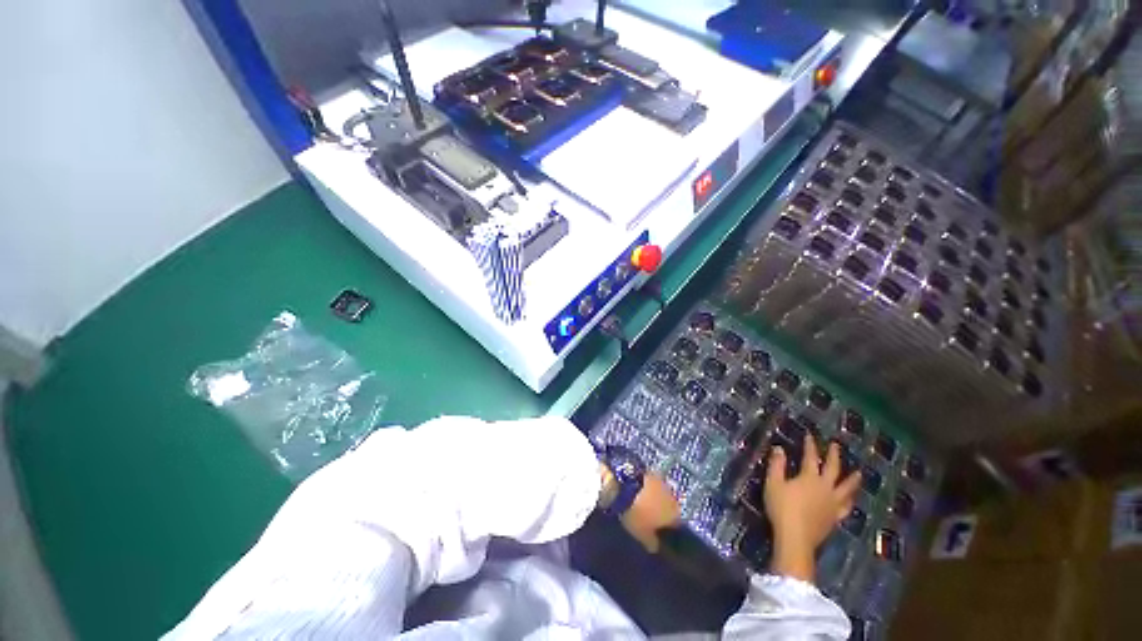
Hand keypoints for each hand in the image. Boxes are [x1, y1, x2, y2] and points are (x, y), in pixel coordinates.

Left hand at [619, 472, 680, 552]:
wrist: (623, 483)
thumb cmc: (636, 514)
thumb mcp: (642, 535)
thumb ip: (652, 543)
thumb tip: (656, 547)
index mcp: (675, 514)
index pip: (676, 524)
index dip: (667, 529)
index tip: (658, 531)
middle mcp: (672, 496)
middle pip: (669, 505)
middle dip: (661, 510)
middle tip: (648, 516)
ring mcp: (660, 480)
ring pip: (660, 492)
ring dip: (653, 497)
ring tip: (640, 503)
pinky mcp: (648, 469)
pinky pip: (649, 483)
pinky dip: (644, 487)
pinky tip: (635, 491)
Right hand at [764, 436, 860, 581]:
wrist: (796, 538)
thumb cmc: (782, 508)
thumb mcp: (773, 483)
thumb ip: (777, 465)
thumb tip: (779, 448)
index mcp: (810, 478)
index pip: (811, 458)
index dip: (810, 446)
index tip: (810, 435)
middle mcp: (825, 488)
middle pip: (834, 470)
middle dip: (834, 456)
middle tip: (836, 446)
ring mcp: (833, 505)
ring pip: (847, 490)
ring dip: (852, 480)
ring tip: (859, 474)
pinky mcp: (834, 519)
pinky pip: (846, 507)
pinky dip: (850, 501)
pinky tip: (851, 501)